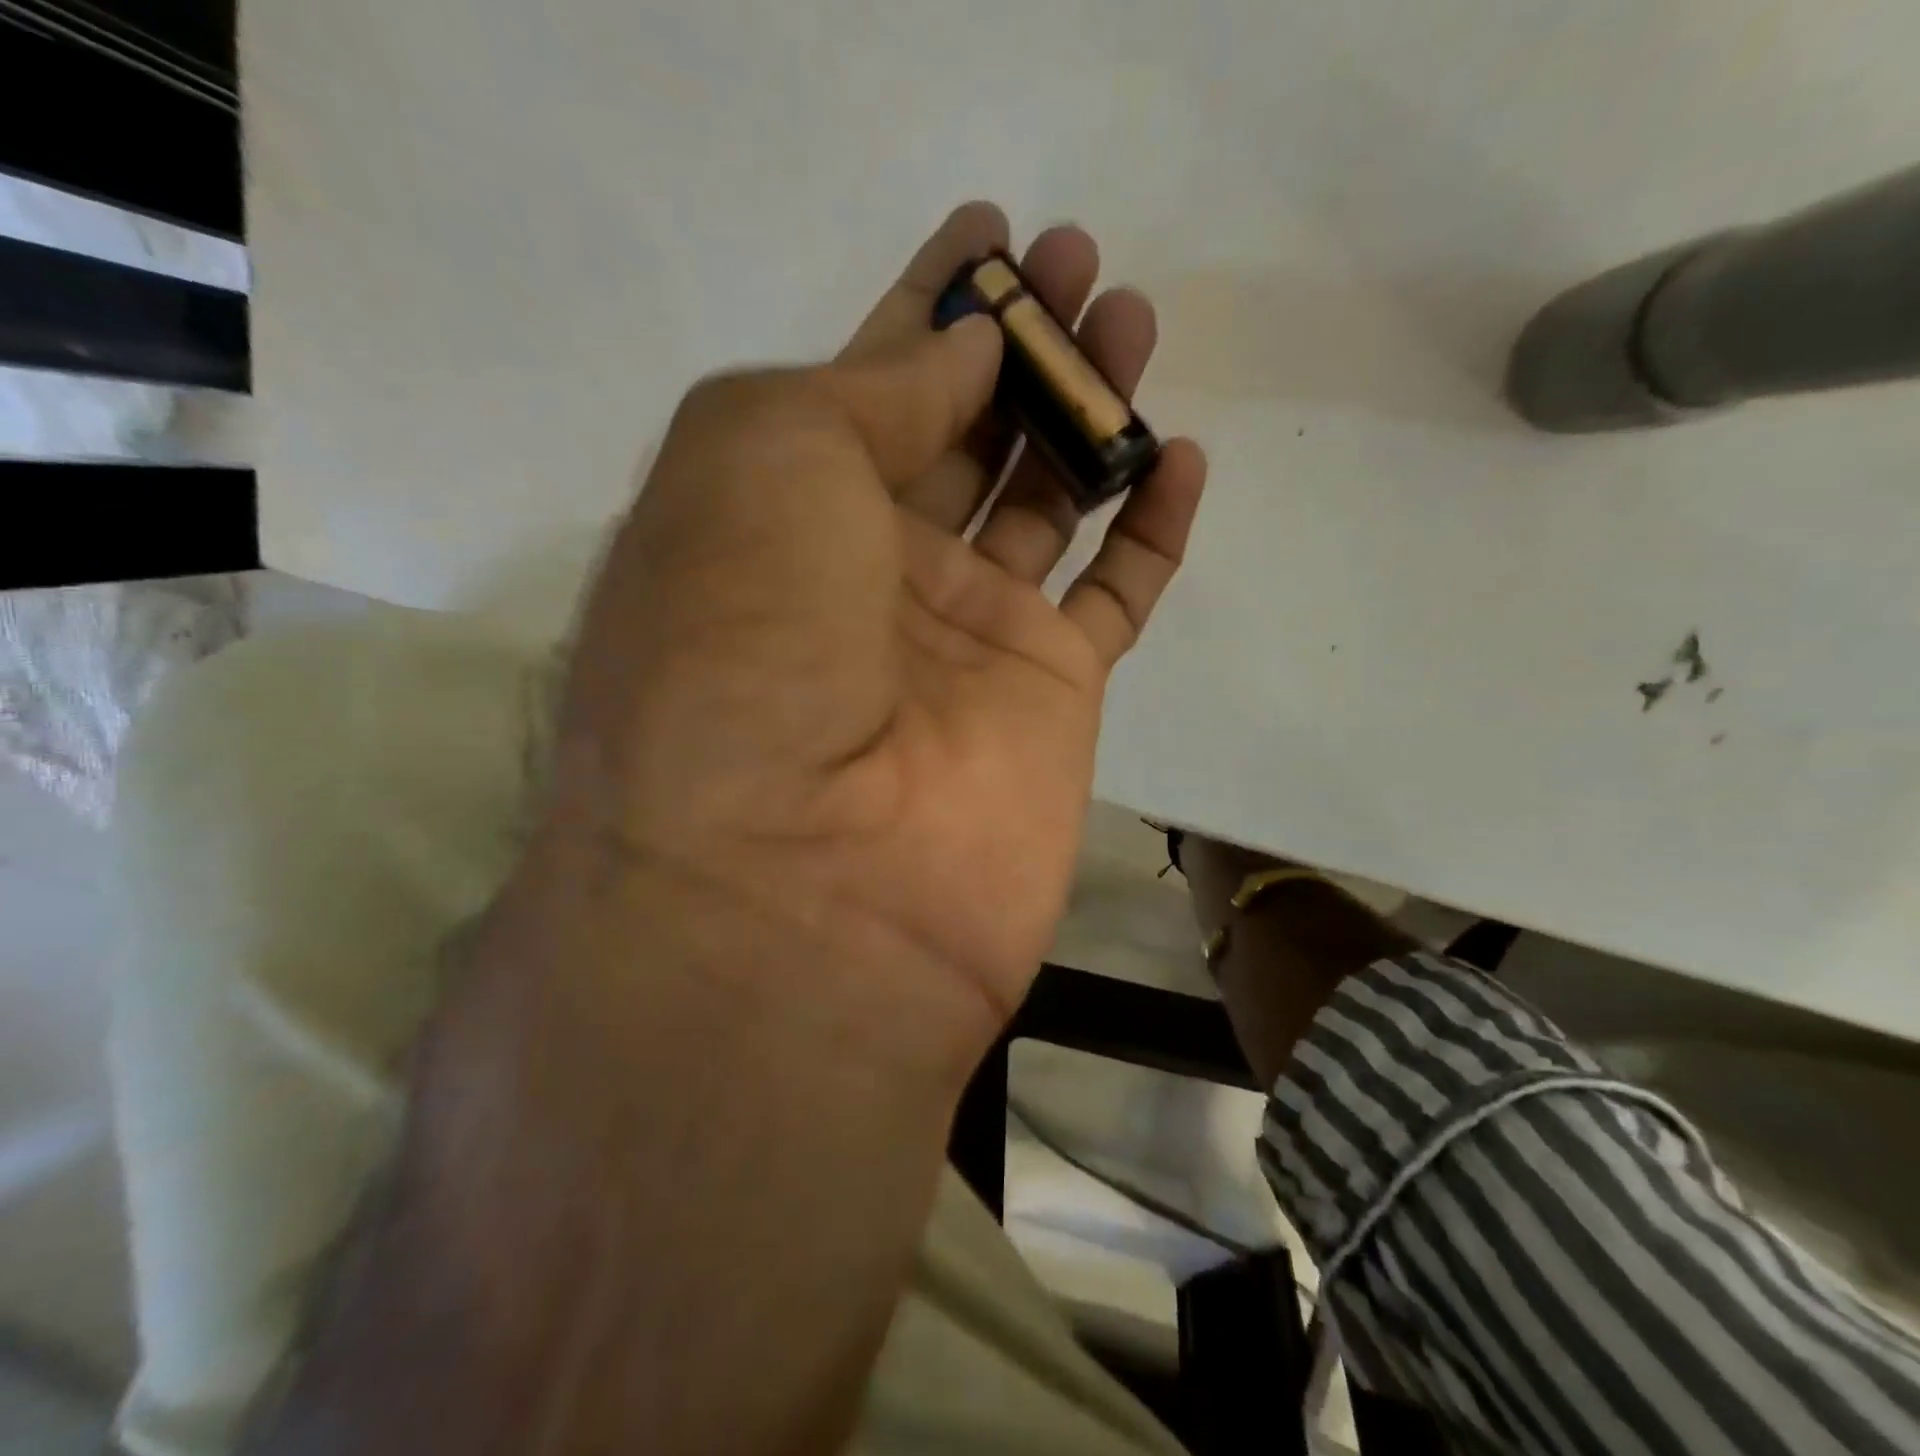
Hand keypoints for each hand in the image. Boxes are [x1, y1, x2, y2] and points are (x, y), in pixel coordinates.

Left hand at [546, 203, 1206, 1046]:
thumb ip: (870, 390)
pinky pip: (1114, 598)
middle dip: (1018, 346)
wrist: (805, 881)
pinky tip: (1178, 460)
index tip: (990, 230)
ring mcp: (964, 642)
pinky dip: (1150, 531)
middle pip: (961, 435)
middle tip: (1078, 263)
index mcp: (782, 517)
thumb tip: (964, 353)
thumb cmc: (746, 647)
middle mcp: (870, 576)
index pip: (866, 383)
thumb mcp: (762, 459)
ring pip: (1045, 502)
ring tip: (1134, 323)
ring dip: (1088, 412)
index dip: (926, 303)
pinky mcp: (1049, 700)